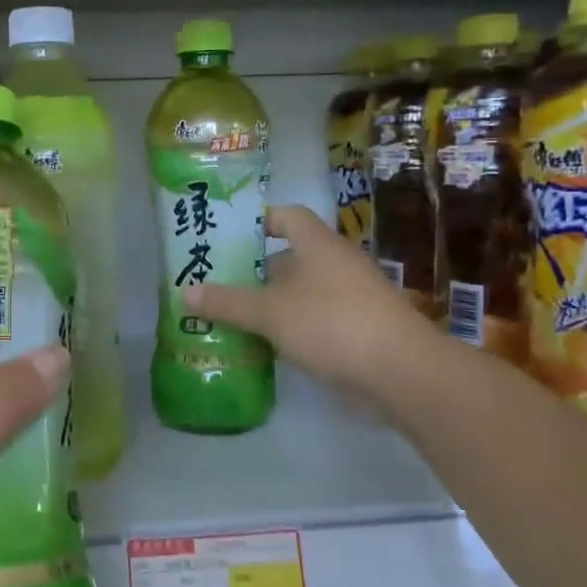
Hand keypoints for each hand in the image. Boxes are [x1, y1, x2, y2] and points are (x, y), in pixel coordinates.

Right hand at [182, 204, 426, 389]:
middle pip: (291, 257)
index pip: (286, 216)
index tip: (228, 238)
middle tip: (219, 285)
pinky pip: (317, 318)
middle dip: (256, 271)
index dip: (258, 221)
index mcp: (317, 244)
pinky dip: (293, 327)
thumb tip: (184, 292)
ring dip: (273, 304)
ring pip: (303, 291)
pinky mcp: (361, 327)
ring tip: (236, 318)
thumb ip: (227, 302)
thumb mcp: (269, 312)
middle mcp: (337, 262)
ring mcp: (353, 296)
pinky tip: (270, 347)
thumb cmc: (331, 323)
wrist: (402, 370)